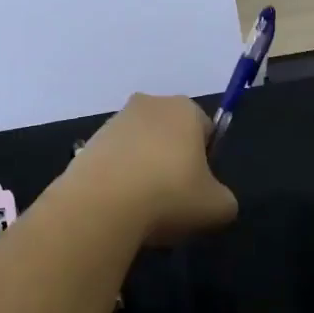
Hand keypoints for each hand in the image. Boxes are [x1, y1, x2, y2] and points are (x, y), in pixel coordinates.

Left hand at [66, 94, 239, 243]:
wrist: (101, 205)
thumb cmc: (169, 195)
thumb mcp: (218, 207)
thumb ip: (224, 199)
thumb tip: (214, 200)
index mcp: (186, 109)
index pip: (206, 130)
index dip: (205, 161)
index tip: (198, 189)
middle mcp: (150, 104)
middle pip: (170, 135)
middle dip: (172, 161)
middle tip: (172, 199)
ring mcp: (115, 121)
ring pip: (140, 147)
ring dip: (143, 170)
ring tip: (142, 208)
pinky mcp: (88, 142)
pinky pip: (114, 161)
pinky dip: (118, 179)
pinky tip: (119, 207)